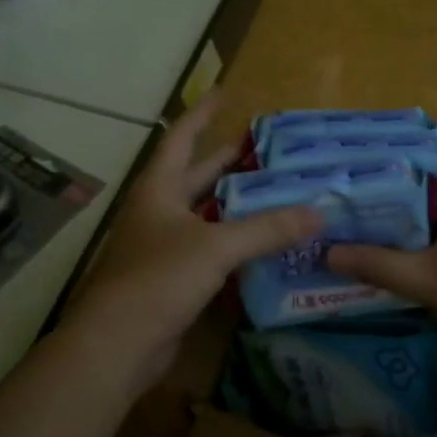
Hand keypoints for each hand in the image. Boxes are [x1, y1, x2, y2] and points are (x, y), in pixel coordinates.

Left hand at [61, 91, 319, 389]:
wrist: (117, 345)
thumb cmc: (158, 279)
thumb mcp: (216, 247)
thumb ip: (267, 229)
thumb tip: (319, 212)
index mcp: (159, 189)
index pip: (181, 138)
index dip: (202, 114)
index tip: (224, 92)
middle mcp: (159, 211)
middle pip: (196, 176)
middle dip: (227, 161)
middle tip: (266, 148)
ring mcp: (164, 246)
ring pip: (206, 215)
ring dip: (236, 205)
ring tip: (275, 191)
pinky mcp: (173, 279)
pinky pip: (210, 250)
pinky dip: (235, 243)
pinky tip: (263, 244)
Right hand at [327, 134, 436, 360]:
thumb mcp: (426, 279)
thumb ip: (377, 264)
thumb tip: (327, 251)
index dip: (419, 132)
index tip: (380, 134)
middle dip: (398, 168)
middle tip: (355, 170)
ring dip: (406, 201)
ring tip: (361, 200)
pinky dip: (416, 228)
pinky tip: (387, 240)